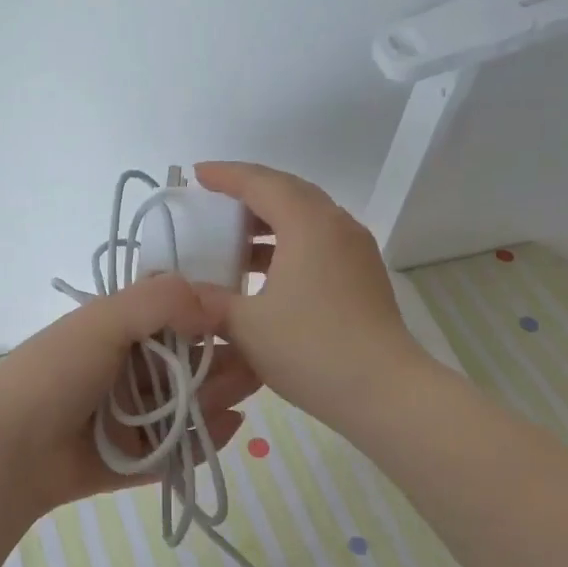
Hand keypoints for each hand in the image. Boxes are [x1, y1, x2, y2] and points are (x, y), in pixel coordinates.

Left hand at [0, 273, 261, 520]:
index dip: (207, 313)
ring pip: (185, 405)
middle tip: (263, 358)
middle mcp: (124, 372)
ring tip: (255, 387)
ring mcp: (128, 418)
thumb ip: (159, 301)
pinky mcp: (132, 460)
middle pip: (185, 364)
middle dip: (222, 360)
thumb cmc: (55, 373)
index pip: (170, 316)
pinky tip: (233, 426)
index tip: (246, 313)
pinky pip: (175, 449)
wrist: (7, 450)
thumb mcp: (102, 321)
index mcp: (113, 332)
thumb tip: (214, 303)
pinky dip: (203, 440)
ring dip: (219, 395)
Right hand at [191, 161, 419, 424]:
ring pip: (308, 218)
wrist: (383, 391)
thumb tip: (184, 292)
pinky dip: (289, 243)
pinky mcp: (363, 276)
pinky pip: (320, 242)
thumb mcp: (246, 325)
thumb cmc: (310, 348)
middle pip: (289, 192)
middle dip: (250, 191)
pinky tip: (266, 271)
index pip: (261, 183)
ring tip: (234, 238)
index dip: (226, 176)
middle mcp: (337, 226)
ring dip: (270, 221)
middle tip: (215, 200)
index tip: (197, 175)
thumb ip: (210, 301)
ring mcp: (356, 251)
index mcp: (308, 224)